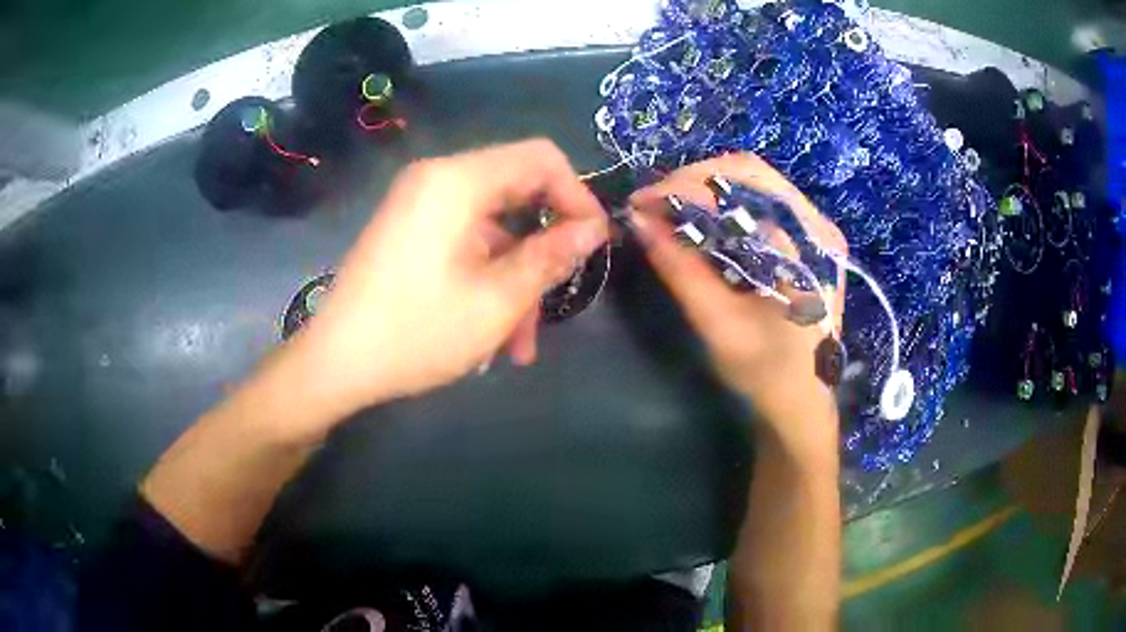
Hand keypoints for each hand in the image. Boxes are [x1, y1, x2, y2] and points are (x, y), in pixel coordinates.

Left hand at [281, 140, 608, 434]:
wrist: (335, 364)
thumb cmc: (416, 331)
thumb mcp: (496, 300)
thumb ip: (550, 256)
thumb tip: (593, 228)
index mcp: (457, 180)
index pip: (540, 158)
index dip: (577, 195)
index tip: (593, 243)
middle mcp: (437, 180)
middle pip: (517, 194)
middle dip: (544, 249)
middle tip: (559, 299)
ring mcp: (419, 207)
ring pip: (493, 231)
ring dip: (515, 281)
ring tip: (519, 346)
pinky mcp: (409, 233)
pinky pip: (464, 244)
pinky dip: (486, 280)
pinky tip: (492, 337)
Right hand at [628, 153, 845, 445]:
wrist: (804, 404)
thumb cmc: (767, 374)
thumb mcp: (719, 324)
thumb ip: (681, 268)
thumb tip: (638, 219)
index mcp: (808, 244)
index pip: (745, 183)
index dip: (688, 185)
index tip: (643, 202)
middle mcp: (817, 224)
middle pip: (750, 172)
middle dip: (693, 181)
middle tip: (654, 203)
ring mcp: (815, 228)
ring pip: (754, 182)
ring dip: (706, 189)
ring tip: (670, 210)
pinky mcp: (806, 239)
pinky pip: (760, 202)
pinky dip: (723, 204)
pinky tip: (700, 222)